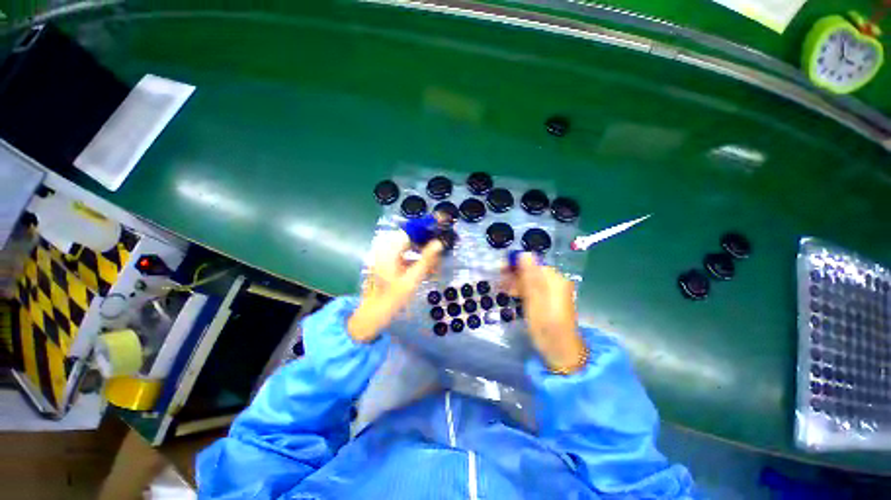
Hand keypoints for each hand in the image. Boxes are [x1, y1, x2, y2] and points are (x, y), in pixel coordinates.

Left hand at [348, 231, 442, 341]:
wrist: (371, 316)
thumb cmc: (390, 300)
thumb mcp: (411, 281)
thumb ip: (426, 261)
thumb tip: (439, 243)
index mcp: (389, 250)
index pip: (411, 230)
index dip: (427, 226)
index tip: (442, 224)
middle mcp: (386, 249)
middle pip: (410, 237)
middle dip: (427, 240)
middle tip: (443, 245)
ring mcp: (386, 256)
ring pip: (409, 247)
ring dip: (423, 251)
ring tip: (437, 259)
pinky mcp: (388, 263)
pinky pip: (405, 255)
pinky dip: (417, 259)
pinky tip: (427, 267)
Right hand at [506, 253, 586, 373]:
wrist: (562, 352)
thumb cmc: (546, 328)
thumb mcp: (534, 302)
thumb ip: (530, 278)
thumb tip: (524, 254)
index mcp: (554, 279)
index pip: (532, 262)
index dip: (514, 264)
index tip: (499, 270)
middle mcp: (556, 281)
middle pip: (532, 270)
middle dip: (514, 274)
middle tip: (499, 283)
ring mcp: (554, 290)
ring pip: (531, 279)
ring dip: (517, 282)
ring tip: (503, 290)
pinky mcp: (551, 298)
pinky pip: (534, 288)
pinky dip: (523, 290)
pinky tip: (513, 295)